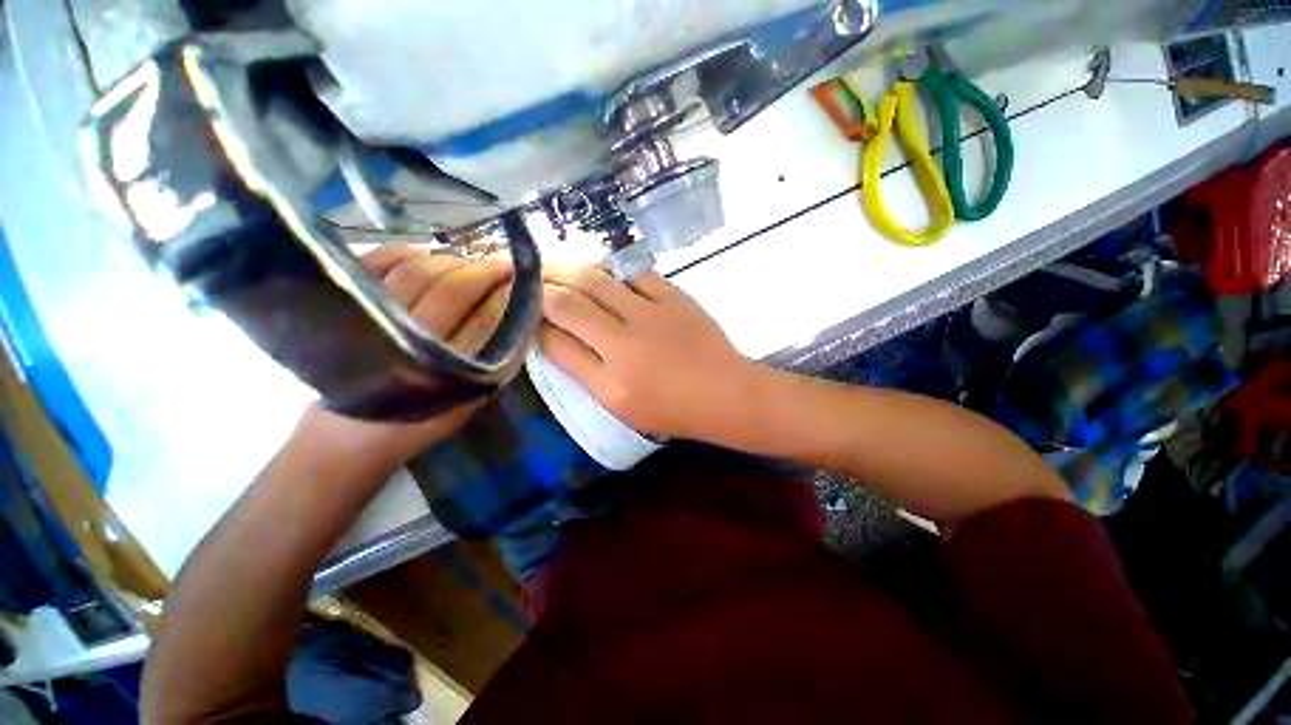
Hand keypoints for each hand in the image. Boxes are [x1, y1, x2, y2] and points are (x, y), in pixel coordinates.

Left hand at [295, 247, 514, 475]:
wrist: (349, 434)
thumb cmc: (419, 419)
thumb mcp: (470, 401)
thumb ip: (498, 363)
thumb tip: (525, 319)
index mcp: (445, 372)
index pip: (486, 318)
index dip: (507, 293)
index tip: (523, 278)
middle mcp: (406, 342)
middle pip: (452, 289)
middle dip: (485, 271)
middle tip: (504, 264)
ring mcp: (367, 320)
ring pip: (417, 272)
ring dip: (451, 261)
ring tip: (470, 263)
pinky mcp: (340, 307)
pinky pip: (374, 264)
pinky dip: (403, 252)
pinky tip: (426, 255)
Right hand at [539, 266, 759, 440]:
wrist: (726, 394)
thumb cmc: (673, 409)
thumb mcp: (621, 405)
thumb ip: (584, 372)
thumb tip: (553, 338)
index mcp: (611, 380)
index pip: (556, 343)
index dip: (533, 324)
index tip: (524, 312)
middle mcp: (625, 342)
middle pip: (570, 304)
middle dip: (541, 287)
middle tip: (527, 277)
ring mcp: (652, 314)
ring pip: (597, 280)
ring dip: (570, 269)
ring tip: (554, 264)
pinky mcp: (675, 297)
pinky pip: (635, 273)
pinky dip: (614, 270)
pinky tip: (604, 270)